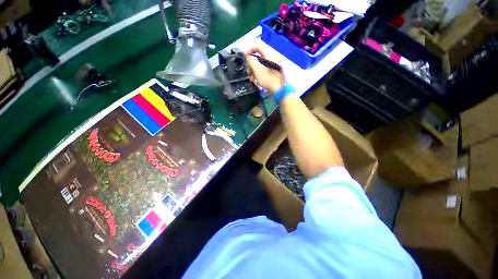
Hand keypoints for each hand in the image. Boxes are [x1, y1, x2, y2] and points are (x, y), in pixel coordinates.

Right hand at [246, 44, 284, 93]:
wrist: (279, 90)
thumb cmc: (268, 79)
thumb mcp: (257, 69)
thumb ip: (251, 60)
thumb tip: (248, 56)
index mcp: (270, 53)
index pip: (258, 45)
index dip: (250, 50)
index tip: (246, 59)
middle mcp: (272, 56)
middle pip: (258, 55)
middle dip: (251, 64)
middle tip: (249, 72)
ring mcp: (273, 64)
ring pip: (260, 63)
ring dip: (254, 70)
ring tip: (252, 79)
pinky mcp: (273, 70)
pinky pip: (264, 68)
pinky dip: (259, 73)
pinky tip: (256, 80)